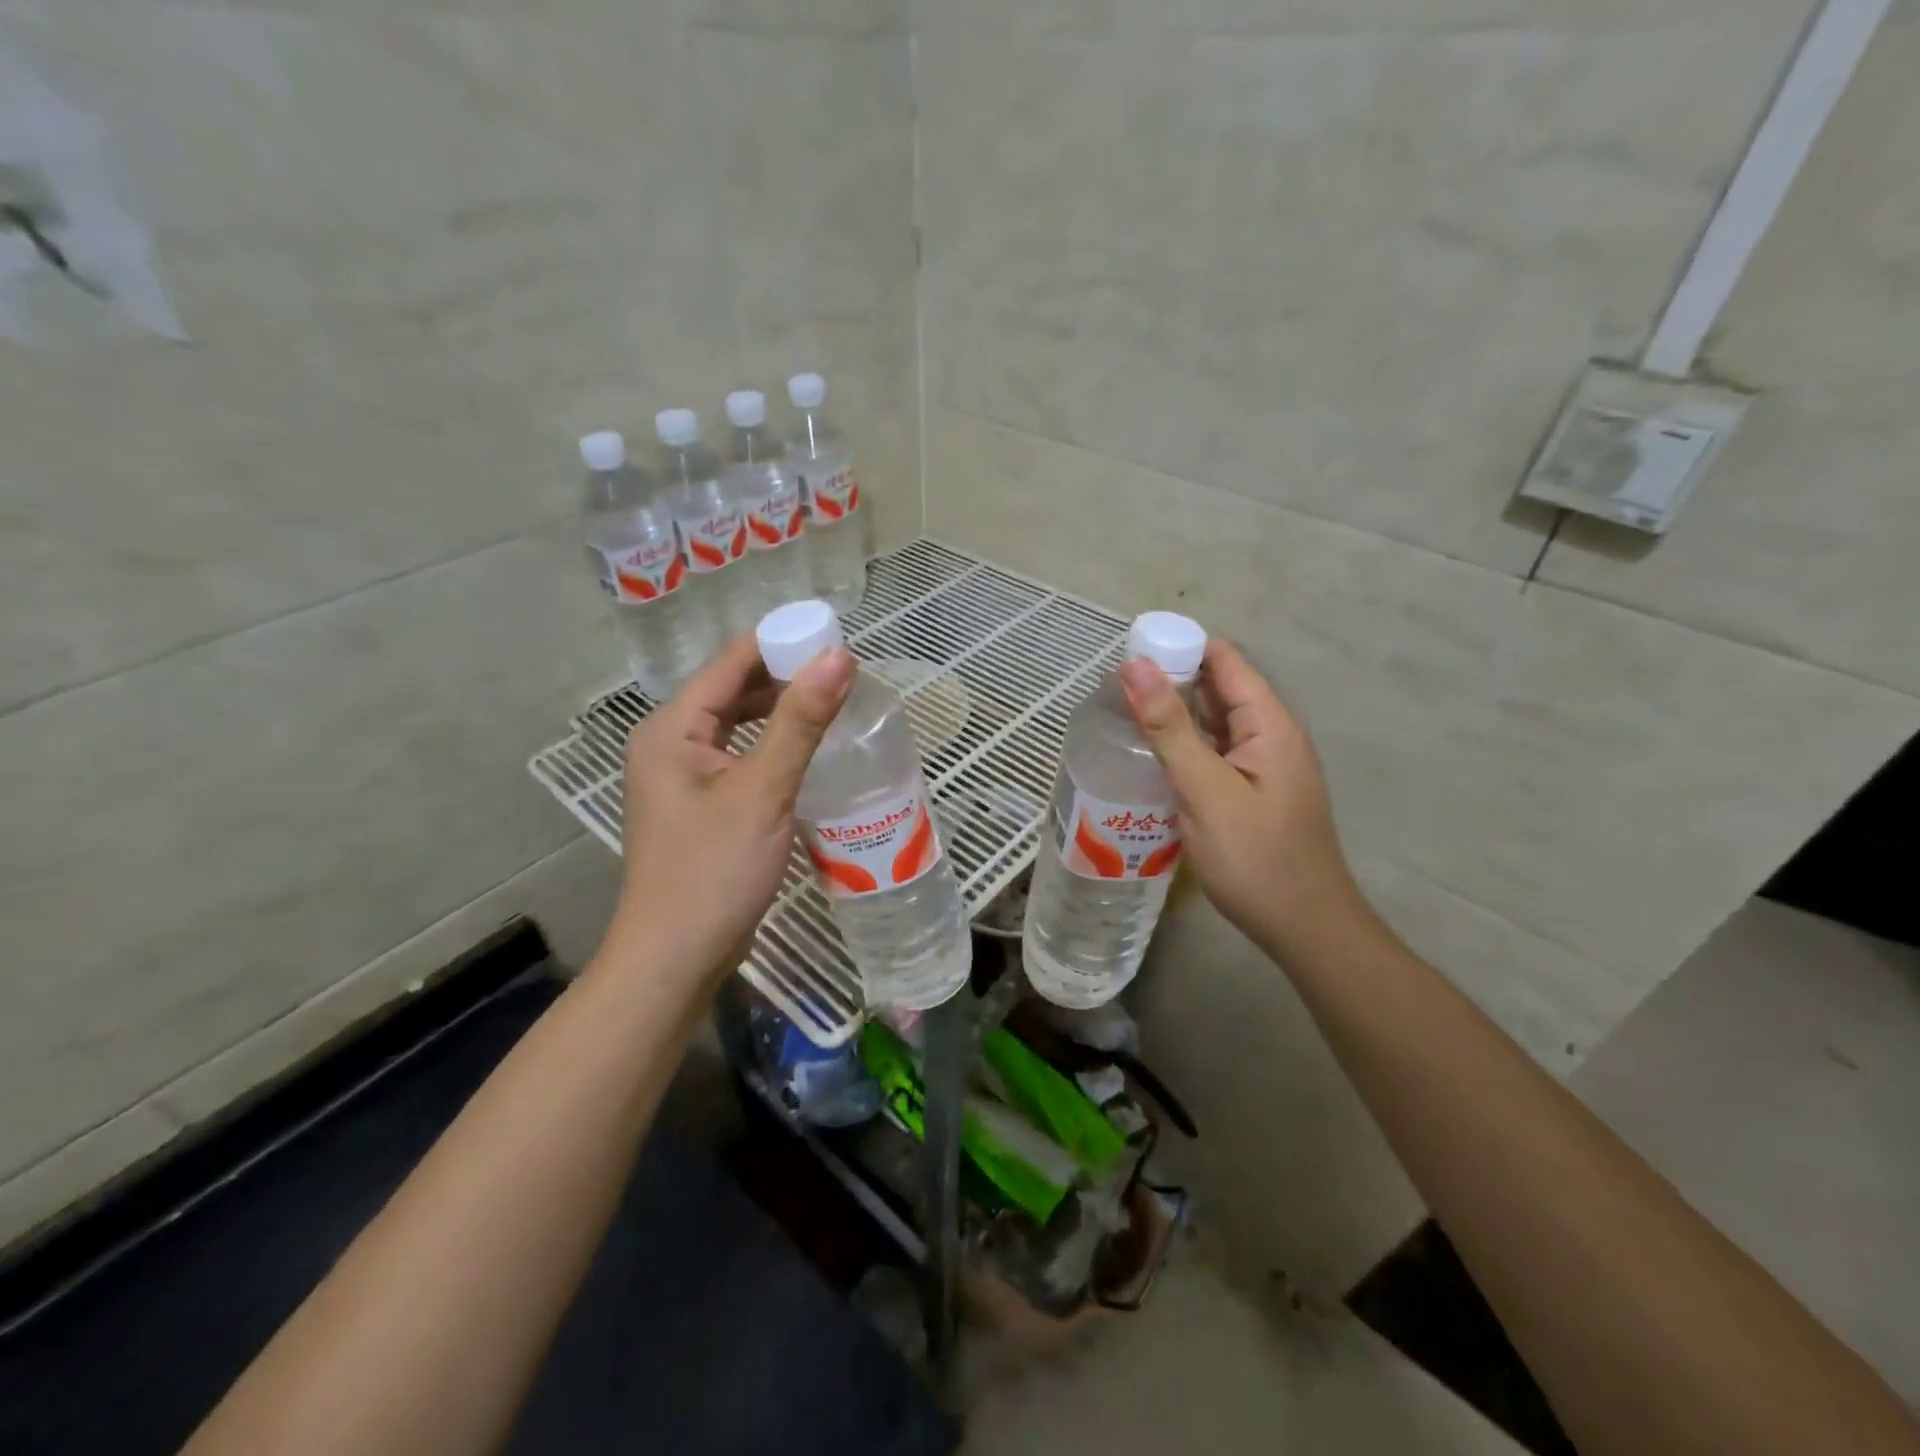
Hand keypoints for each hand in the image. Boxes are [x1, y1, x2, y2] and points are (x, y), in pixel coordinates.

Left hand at [601, 635, 855, 987]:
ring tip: (837, 707)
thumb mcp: (763, 791)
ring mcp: (684, 777)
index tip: (838, 641)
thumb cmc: (713, 871)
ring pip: (739, 726)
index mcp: (672, 728)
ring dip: (783, 714)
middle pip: (734, 690)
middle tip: (847, 677)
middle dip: (787, 679)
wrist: (676, 959)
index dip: (783, 644)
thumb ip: (800, 722)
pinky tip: (810, 754)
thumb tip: (839, 656)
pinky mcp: (702, 805)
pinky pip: (742, 758)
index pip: (731, 662)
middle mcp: (671, 743)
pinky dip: (774, 748)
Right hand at [1118, 640, 1365, 958]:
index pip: (1224, 660)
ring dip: (1172, 715)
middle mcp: (1270, 735)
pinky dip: (1182, 747)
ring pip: (1212, 724)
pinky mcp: (1251, 791)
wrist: (1304, 928)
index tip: (1128, 651)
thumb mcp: (1205, 789)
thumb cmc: (1256, 857)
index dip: (1179, 647)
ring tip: (1120, 715)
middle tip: (1112, 688)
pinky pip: (1213, 754)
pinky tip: (1149, 756)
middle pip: (1217, 689)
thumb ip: (1169, 727)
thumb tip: (1135, 666)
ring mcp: (1262, 765)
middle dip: (1169, 681)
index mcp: (1270, 723)